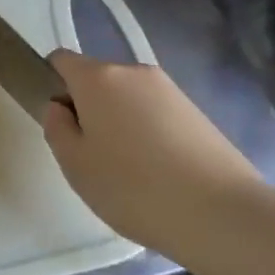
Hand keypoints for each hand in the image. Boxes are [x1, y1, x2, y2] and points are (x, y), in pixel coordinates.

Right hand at [42, 50, 263, 256]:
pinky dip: (149, 134)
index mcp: (98, 78)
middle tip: (91, 155)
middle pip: (97, 79)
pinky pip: (156, 114)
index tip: (59, 122)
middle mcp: (134, 72)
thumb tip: (61, 107)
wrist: (222, 214)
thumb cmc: (133, 187)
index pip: (61, 60)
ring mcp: (170, 90)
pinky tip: (159, 174)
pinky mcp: (197, 112)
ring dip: (120, 122)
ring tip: (129, 170)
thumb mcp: (75, 164)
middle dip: (88, 107)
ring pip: (128, 98)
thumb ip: (56, 127)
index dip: (52, 84)